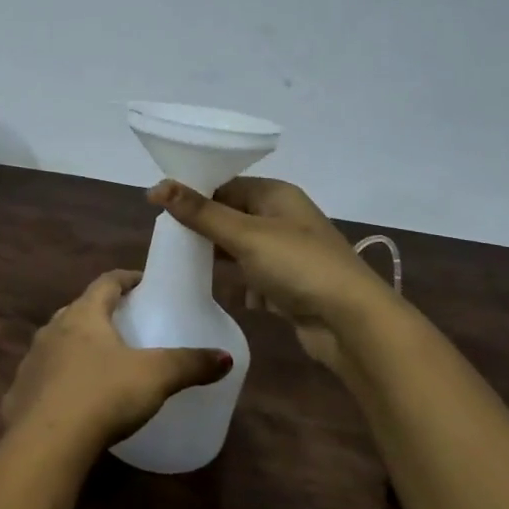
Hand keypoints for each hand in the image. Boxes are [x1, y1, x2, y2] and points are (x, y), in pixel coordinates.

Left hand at [3, 270, 232, 452]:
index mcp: (83, 315)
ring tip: (101, 360)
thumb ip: (190, 364)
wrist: (45, 444)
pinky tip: (74, 398)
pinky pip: (44, 377)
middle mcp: (52, 329)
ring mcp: (32, 360)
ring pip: (58, 342)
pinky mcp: (20, 393)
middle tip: (126, 322)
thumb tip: (226, 357)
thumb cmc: (102, 396)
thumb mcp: (155, 377)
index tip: (144, 282)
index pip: (106, 282)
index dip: (127, 279)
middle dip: (101, 312)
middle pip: (79, 310)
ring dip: (77, 344)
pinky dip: (60, 379)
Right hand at [150, 178, 391, 374]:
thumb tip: (156, 187)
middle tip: (164, 239)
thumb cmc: (298, 266)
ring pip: (239, 249)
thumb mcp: (245, 235)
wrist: (352, 323)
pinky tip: (215, 292)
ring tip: (179, 264)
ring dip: (216, 258)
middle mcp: (282, 219)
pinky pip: (251, 278)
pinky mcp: (287, 286)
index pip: (225, 184)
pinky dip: (236, 284)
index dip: (193, 194)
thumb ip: (200, 213)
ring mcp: (286, 254)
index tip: (159, 208)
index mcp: (276, 195)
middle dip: (202, 229)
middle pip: (231, 216)